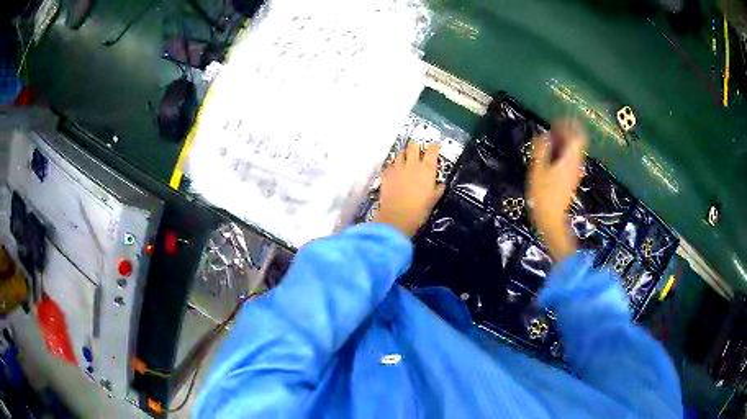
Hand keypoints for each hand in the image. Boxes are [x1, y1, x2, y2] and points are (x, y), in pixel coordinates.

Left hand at [373, 142, 445, 237]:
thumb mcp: (433, 200)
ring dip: (404, 155)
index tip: (435, 146)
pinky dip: (394, 166)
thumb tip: (441, 184)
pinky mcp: (386, 174)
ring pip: (400, 153)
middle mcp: (412, 164)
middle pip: (413, 146)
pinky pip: (390, 165)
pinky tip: (395, 171)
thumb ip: (438, 189)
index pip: (432, 150)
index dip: (434, 146)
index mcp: (427, 169)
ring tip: (406, 160)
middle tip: (418, 151)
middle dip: (416, 146)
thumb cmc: (419, 210)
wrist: (396, 217)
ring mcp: (397, 168)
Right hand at [528, 120, 586, 259]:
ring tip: (550, 139)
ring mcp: (575, 171)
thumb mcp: (537, 170)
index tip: (558, 120)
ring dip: (565, 141)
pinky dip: (564, 151)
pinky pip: (572, 158)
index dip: (570, 124)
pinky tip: (552, 153)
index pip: (577, 135)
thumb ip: (541, 150)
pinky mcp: (572, 177)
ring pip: (575, 149)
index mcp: (569, 159)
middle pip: (577, 141)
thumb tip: (544, 134)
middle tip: (553, 128)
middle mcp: (576, 163)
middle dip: (567, 131)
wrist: (551, 219)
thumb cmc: (543, 195)